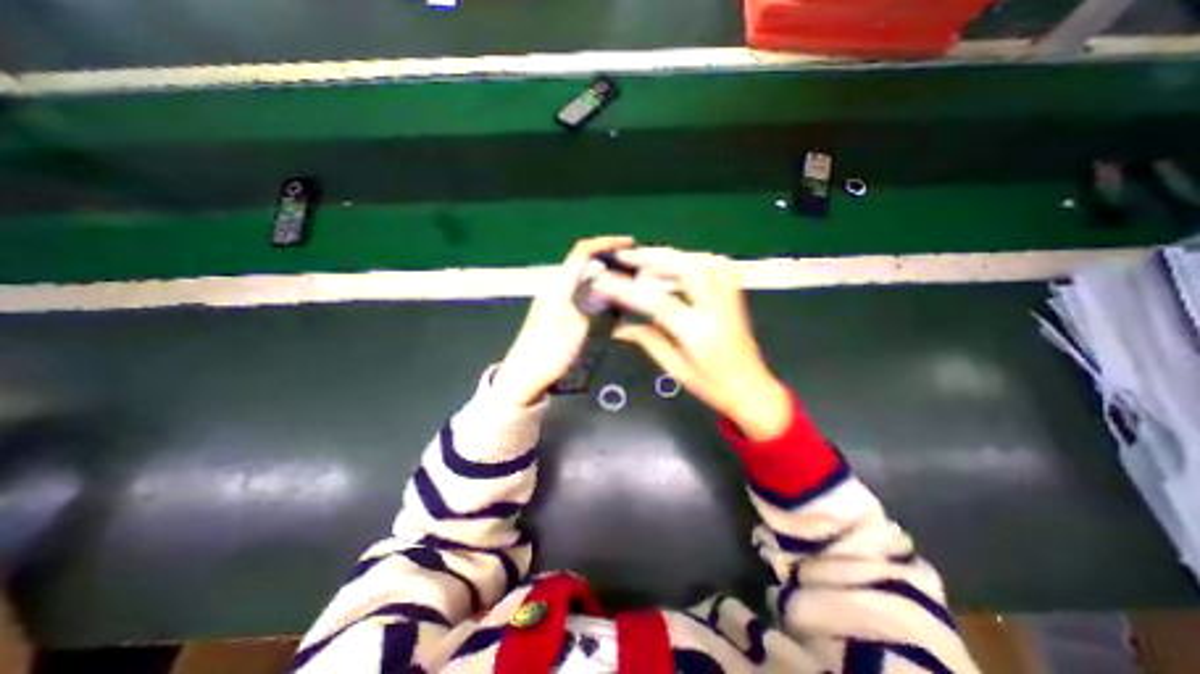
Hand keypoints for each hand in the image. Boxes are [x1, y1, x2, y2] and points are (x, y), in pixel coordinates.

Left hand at [489, 235, 636, 404]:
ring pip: (583, 277)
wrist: (522, 377)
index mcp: (557, 289)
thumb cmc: (546, 357)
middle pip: (583, 261)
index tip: (628, 243)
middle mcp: (555, 289)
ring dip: (604, 273)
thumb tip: (602, 279)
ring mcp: (555, 300)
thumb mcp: (572, 330)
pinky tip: (609, 299)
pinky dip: (598, 288)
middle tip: (634, 265)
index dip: (605, 243)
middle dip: (608, 256)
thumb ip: (587, 302)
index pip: (581, 253)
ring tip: (627, 281)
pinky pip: (580, 291)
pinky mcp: (557, 311)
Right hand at [593, 248, 795, 443]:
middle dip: (650, 257)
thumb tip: (619, 327)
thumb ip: (647, 340)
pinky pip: (719, 264)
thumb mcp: (675, 367)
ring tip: (647, 258)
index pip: (655, 300)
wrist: (752, 388)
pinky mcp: (735, 295)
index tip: (604, 281)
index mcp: (697, 330)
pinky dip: (696, 258)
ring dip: (672, 255)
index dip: (626, 289)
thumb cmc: (713, 385)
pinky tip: (682, 261)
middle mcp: (715, 306)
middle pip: (683, 267)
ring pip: (701, 260)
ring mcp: (728, 298)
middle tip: (625, 256)